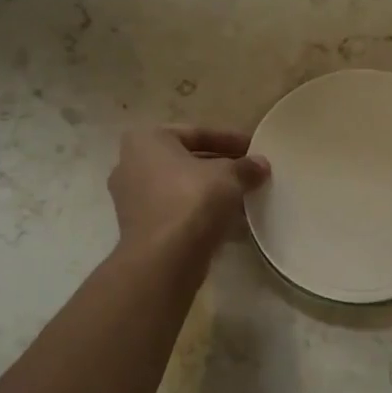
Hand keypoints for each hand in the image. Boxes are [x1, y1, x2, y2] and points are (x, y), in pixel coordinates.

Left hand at [109, 127, 269, 255]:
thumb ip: (246, 167)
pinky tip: (229, 220)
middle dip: (220, 166)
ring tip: (244, 196)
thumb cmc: (192, 201)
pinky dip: (200, 212)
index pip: (197, 133)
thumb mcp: (229, 176)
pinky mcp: (140, 228)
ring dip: (211, 191)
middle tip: (250, 172)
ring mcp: (132, 199)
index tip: (254, 148)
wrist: (164, 259)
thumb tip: (260, 164)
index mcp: (147, 140)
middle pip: (187, 160)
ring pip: (181, 187)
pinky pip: (176, 211)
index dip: (230, 139)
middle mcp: (131, 164)